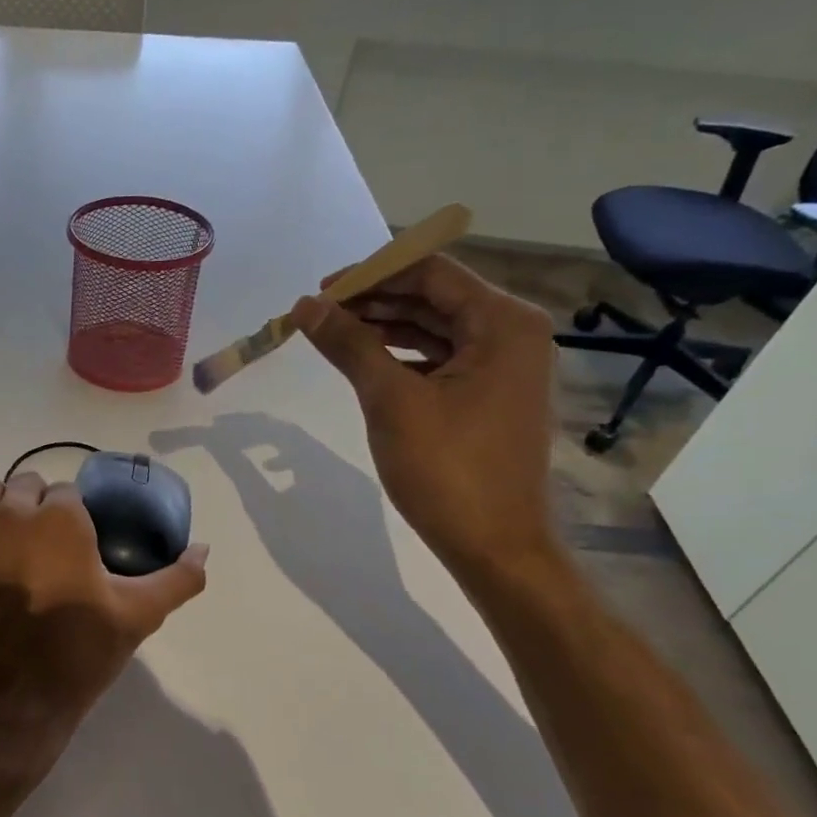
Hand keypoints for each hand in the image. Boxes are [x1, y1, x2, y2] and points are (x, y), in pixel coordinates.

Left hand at [0, 473, 207, 771]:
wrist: (11, 702)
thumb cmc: (78, 654)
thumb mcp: (138, 616)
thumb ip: (177, 577)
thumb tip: (204, 548)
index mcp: (61, 519)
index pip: (66, 493)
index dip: (72, 520)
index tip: (73, 550)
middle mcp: (11, 513)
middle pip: (25, 485)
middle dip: (35, 510)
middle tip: (40, 552)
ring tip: (3, 546)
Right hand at [289, 254, 560, 587]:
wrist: (494, 544)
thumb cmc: (447, 469)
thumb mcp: (391, 400)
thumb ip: (349, 345)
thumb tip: (305, 306)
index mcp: (503, 322)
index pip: (430, 272)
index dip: (370, 274)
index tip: (319, 291)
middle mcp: (511, 332)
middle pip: (433, 296)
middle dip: (373, 300)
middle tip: (316, 314)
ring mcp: (503, 364)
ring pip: (433, 328)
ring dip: (383, 327)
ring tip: (330, 334)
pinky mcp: (488, 393)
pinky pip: (439, 358)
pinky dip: (400, 355)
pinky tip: (363, 361)